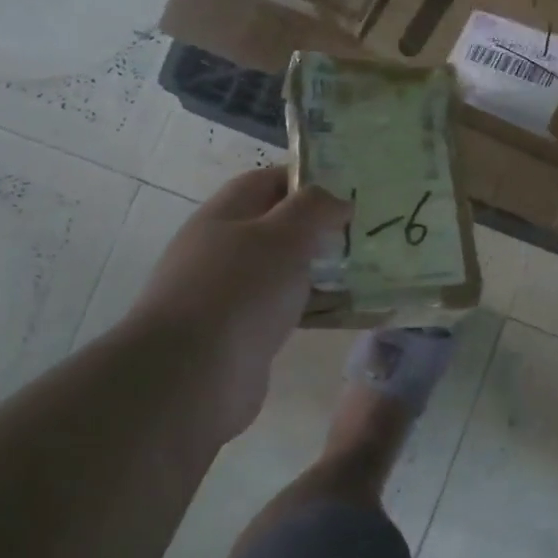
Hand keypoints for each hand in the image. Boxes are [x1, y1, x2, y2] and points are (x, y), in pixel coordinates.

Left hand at [123, 167, 350, 438]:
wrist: (192, 378)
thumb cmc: (238, 290)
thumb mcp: (283, 234)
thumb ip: (314, 208)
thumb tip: (338, 200)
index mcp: (223, 216)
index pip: (267, 181)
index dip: (307, 179)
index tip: (350, 188)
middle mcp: (222, 250)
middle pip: (276, 227)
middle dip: (318, 227)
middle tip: (365, 230)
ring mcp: (229, 295)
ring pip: (283, 271)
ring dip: (319, 269)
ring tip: (366, 268)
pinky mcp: (241, 334)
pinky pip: (285, 310)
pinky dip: (314, 307)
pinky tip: (346, 311)